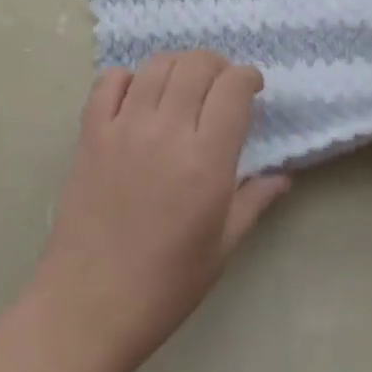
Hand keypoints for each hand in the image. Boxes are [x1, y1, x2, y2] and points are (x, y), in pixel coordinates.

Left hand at [32, 51, 290, 371]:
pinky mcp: (91, 132)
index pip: (233, 87)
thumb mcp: (222, 249)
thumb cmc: (164, 285)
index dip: (248, 77)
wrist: (87, 307)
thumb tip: (284, 177)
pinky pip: (109, 81)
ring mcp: (124, 126)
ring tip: (184, 88)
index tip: (252, 89)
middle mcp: (166, 130)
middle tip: (221, 88)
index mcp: (205, 160)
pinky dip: (128, 78)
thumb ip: (254, 202)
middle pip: (197, 64)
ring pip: (157, 64)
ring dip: (179, 66)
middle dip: (218, 66)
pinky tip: (138, 98)